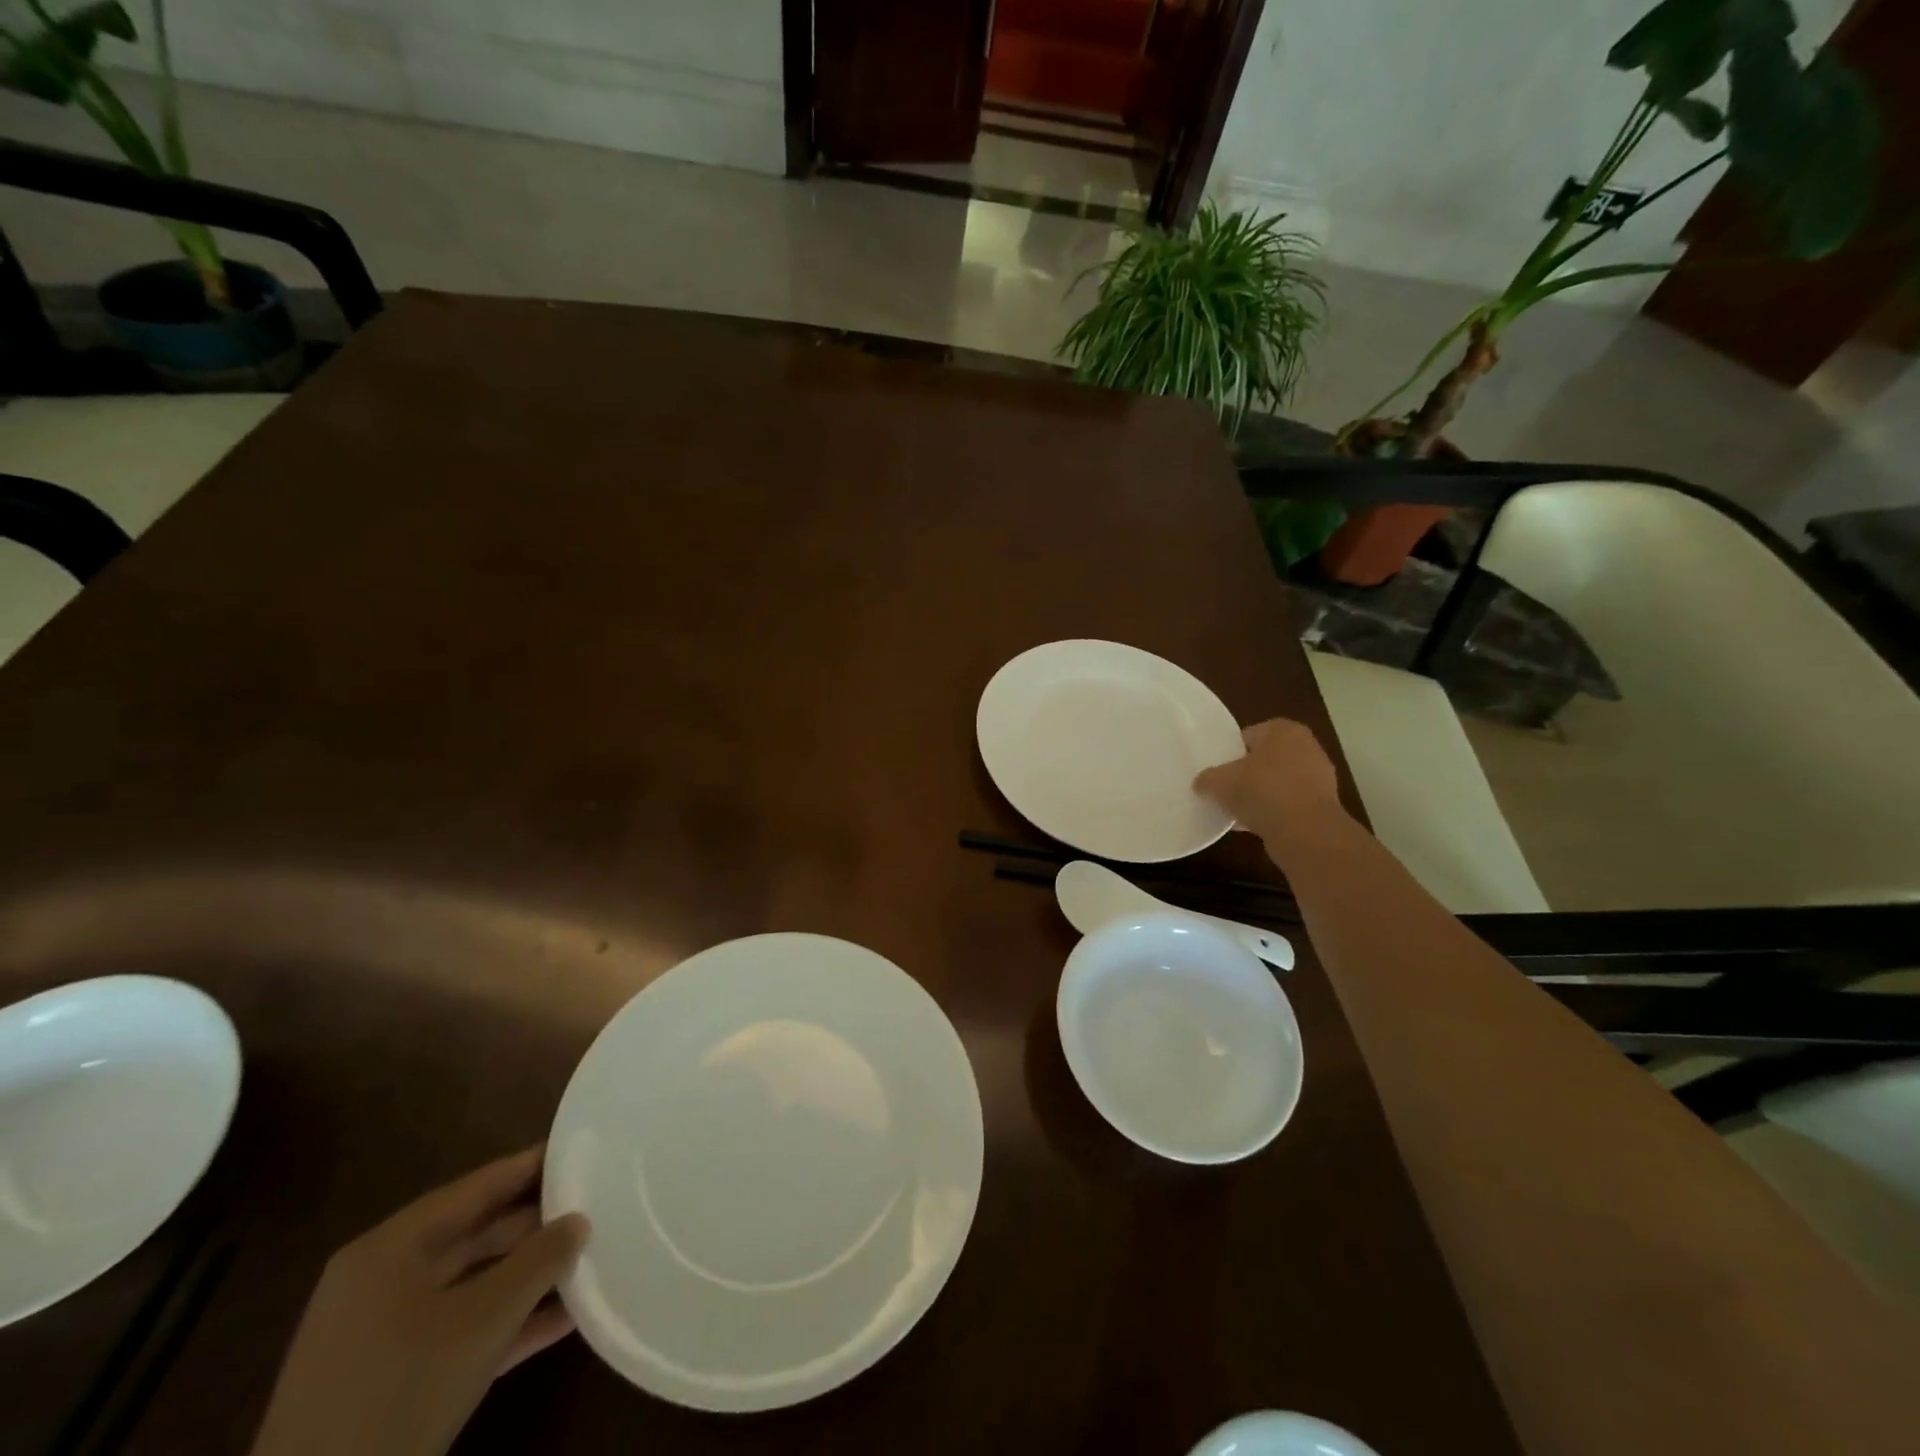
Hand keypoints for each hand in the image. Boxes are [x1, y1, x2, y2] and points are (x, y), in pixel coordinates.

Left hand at [250, 1147, 589, 1455]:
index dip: (529, 1167)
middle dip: (534, 1226)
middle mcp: (379, 1281)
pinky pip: (455, 1331)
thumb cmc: (399, 1393)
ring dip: (525, 1278)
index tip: (579, 1151)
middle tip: (592, 1206)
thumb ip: (539, 1260)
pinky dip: (503, 1324)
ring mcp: (377, 1335)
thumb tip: (579, 1221)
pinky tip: (560, 1321)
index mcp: (389, 1250)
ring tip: (586, 1259)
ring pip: (468, 1285)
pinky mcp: (385, 1381)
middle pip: (472, 1234)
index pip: (475, 1188)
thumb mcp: (485, 1320)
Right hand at [1193, 717, 1351, 855]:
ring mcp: (1318, 778)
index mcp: (1284, 730)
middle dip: (1246, 774)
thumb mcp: (1221, 781)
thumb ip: (1207, 778)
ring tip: (1235, 810)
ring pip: (1276, 783)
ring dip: (1258, 795)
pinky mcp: (1321, 806)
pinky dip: (1272, 812)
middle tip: (1224, 788)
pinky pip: (1287, 804)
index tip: (1217, 769)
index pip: (1249, 735)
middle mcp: (1306, 748)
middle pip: (1264, 759)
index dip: (1230, 752)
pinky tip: (1251, 825)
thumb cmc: (1263, 791)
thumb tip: (1201, 784)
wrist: (1305, 832)